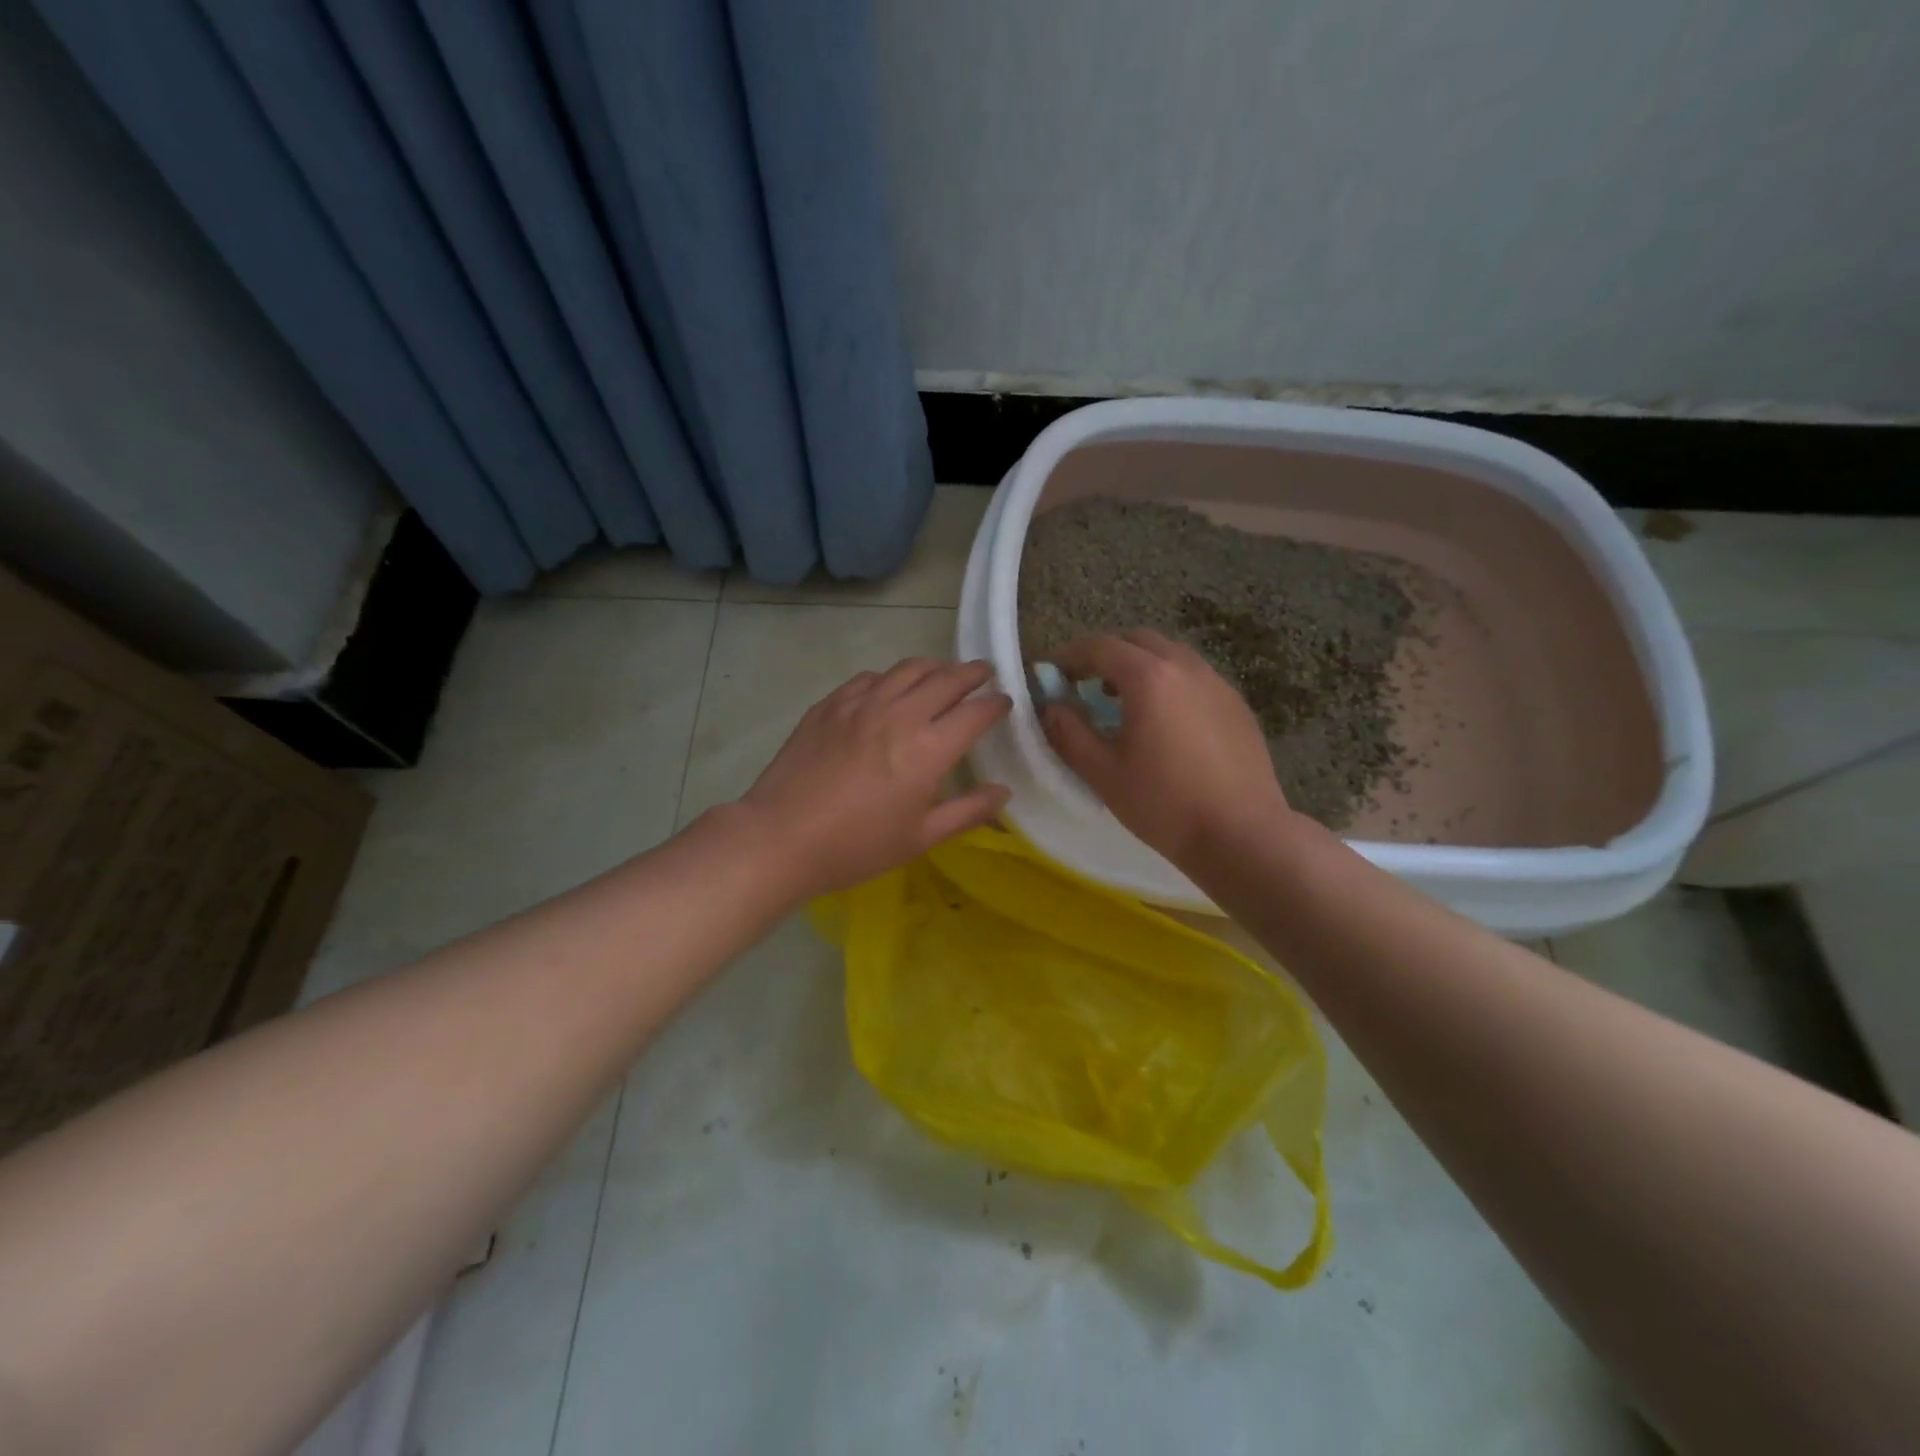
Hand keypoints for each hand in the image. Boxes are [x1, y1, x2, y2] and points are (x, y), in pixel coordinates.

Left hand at [739, 658, 1010, 897]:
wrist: (781, 837)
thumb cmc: (857, 846)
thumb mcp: (920, 838)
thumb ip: (968, 811)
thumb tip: (1004, 791)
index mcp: (928, 750)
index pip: (974, 713)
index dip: (995, 704)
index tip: (1005, 702)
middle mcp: (899, 715)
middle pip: (945, 679)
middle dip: (971, 673)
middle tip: (983, 673)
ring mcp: (861, 704)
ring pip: (907, 669)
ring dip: (933, 666)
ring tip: (942, 672)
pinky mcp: (830, 704)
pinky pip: (869, 678)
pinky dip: (890, 678)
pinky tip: (888, 688)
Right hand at [1041, 630, 1290, 868]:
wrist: (1241, 834)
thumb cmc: (1164, 804)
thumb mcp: (1103, 773)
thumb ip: (1069, 733)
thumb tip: (1051, 707)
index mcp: (1149, 678)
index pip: (1100, 647)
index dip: (1070, 656)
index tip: (1052, 674)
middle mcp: (1185, 667)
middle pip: (1138, 640)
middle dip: (1106, 654)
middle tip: (1085, 683)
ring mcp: (1217, 683)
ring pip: (1170, 655)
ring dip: (1140, 665)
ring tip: (1123, 700)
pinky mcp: (1237, 705)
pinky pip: (1194, 676)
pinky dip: (1169, 682)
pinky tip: (1164, 720)